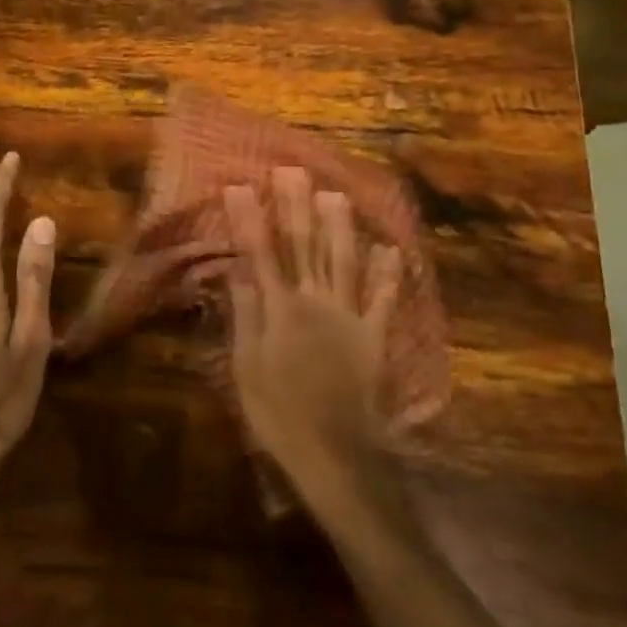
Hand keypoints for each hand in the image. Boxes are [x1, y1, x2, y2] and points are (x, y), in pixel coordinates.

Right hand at [223, 168, 402, 513]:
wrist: (336, 455)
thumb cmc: (280, 415)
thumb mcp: (247, 368)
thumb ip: (245, 316)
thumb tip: (237, 270)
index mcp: (280, 311)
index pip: (260, 255)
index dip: (250, 220)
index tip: (240, 186)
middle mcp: (315, 303)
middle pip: (304, 248)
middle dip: (296, 208)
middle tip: (292, 171)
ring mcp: (349, 317)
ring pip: (343, 262)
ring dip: (340, 227)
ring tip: (336, 193)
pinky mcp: (374, 337)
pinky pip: (382, 301)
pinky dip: (386, 274)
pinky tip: (389, 248)